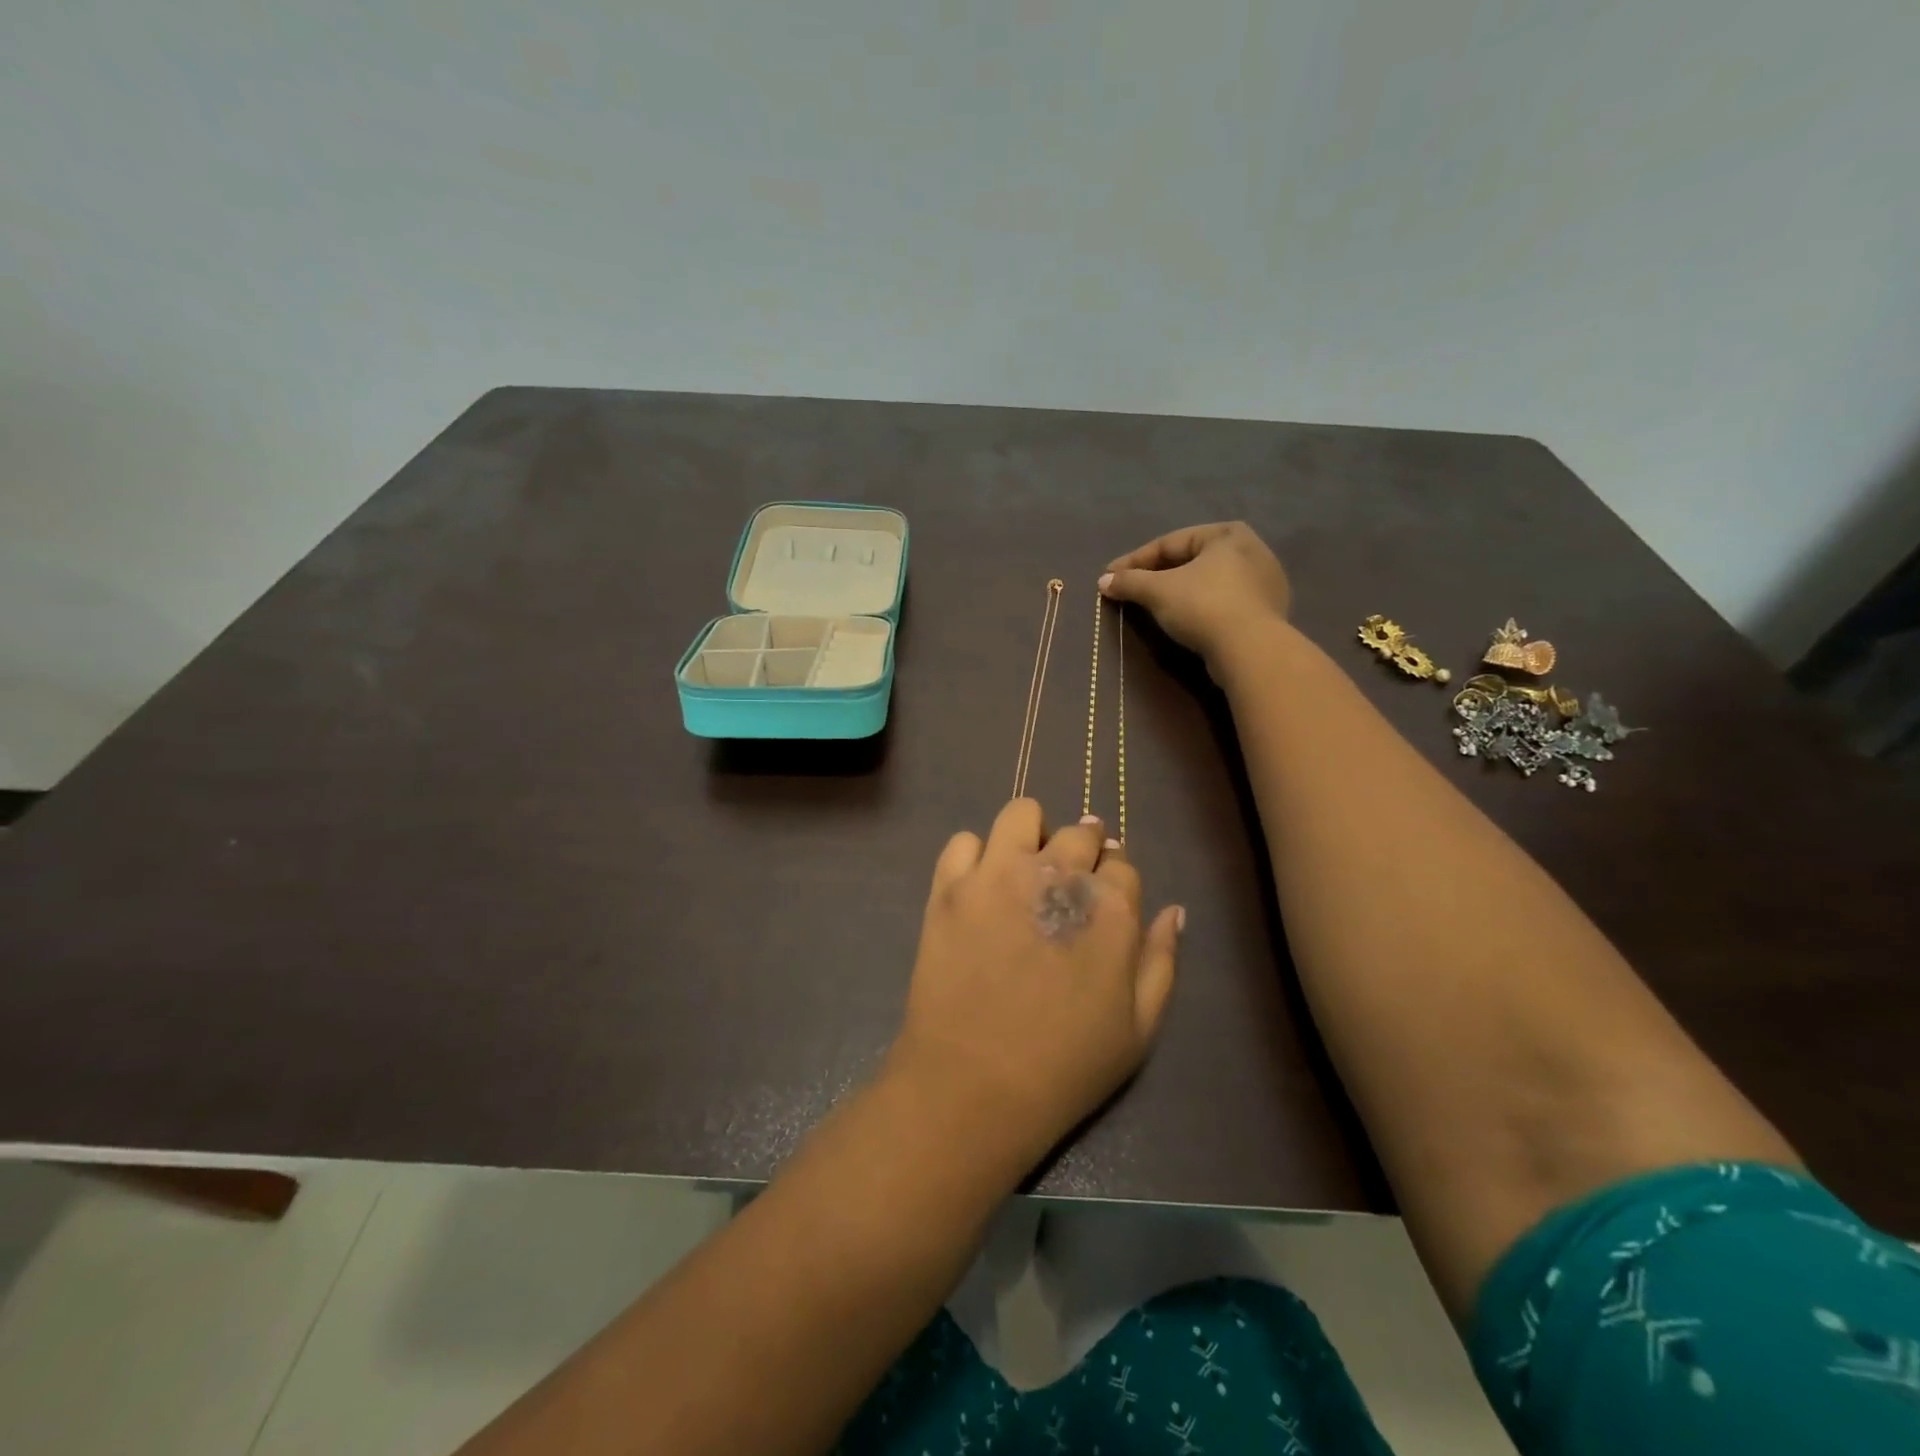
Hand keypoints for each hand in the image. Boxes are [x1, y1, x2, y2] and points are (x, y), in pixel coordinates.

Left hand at [888, 799, 1183, 1168]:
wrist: (974, 1084)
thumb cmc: (1066, 1066)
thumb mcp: (1139, 1029)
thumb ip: (1161, 960)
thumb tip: (1173, 910)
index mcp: (1111, 907)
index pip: (1122, 864)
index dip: (1113, 881)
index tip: (1102, 899)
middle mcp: (1057, 873)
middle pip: (1080, 833)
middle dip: (1081, 851)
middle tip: (1065, 884)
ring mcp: (999, 873)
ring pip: (1022, 814)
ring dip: (1030, 834)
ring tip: (1023, 867)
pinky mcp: (951, 885)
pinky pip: (964, 840)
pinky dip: (975, 854)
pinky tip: (980, 883)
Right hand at [1099, 522, 1291, 674]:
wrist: (1250, 649)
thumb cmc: (1203, 606)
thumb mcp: (1158, 591)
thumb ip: (1129, 582)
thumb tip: (1103, 582)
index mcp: (1226, 533)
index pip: (1170, 543)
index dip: (1134, 560)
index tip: (1109, 577)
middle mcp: (1251, 549)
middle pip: (1190, 560)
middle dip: (1157, 574)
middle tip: (1130, 588)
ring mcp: (1264, 581)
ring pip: (1208, 581)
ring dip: (1179, 590)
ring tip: (1153, 604)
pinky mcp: (1267, 611)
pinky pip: (1223, 601)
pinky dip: (1200, 606)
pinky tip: (1185, 618)